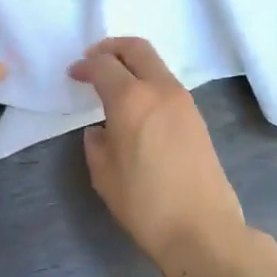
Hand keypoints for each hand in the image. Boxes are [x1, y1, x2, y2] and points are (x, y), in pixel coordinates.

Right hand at [70, 37, 254, 276]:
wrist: (202, 229)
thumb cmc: (145, 204)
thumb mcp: (104, 175)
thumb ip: (97, 143)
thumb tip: (101, 130)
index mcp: (131, 99)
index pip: (104, 65)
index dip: (85, 66)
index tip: (74, 74)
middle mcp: (160, 89)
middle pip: (136, 48)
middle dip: (111, 48)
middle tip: (94, 59)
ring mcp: (183, 100)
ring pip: (155, 63)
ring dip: (132, 63)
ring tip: (114, 83)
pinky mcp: (196, 116)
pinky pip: (167, 83)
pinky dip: (148, 80)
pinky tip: (137, 105)